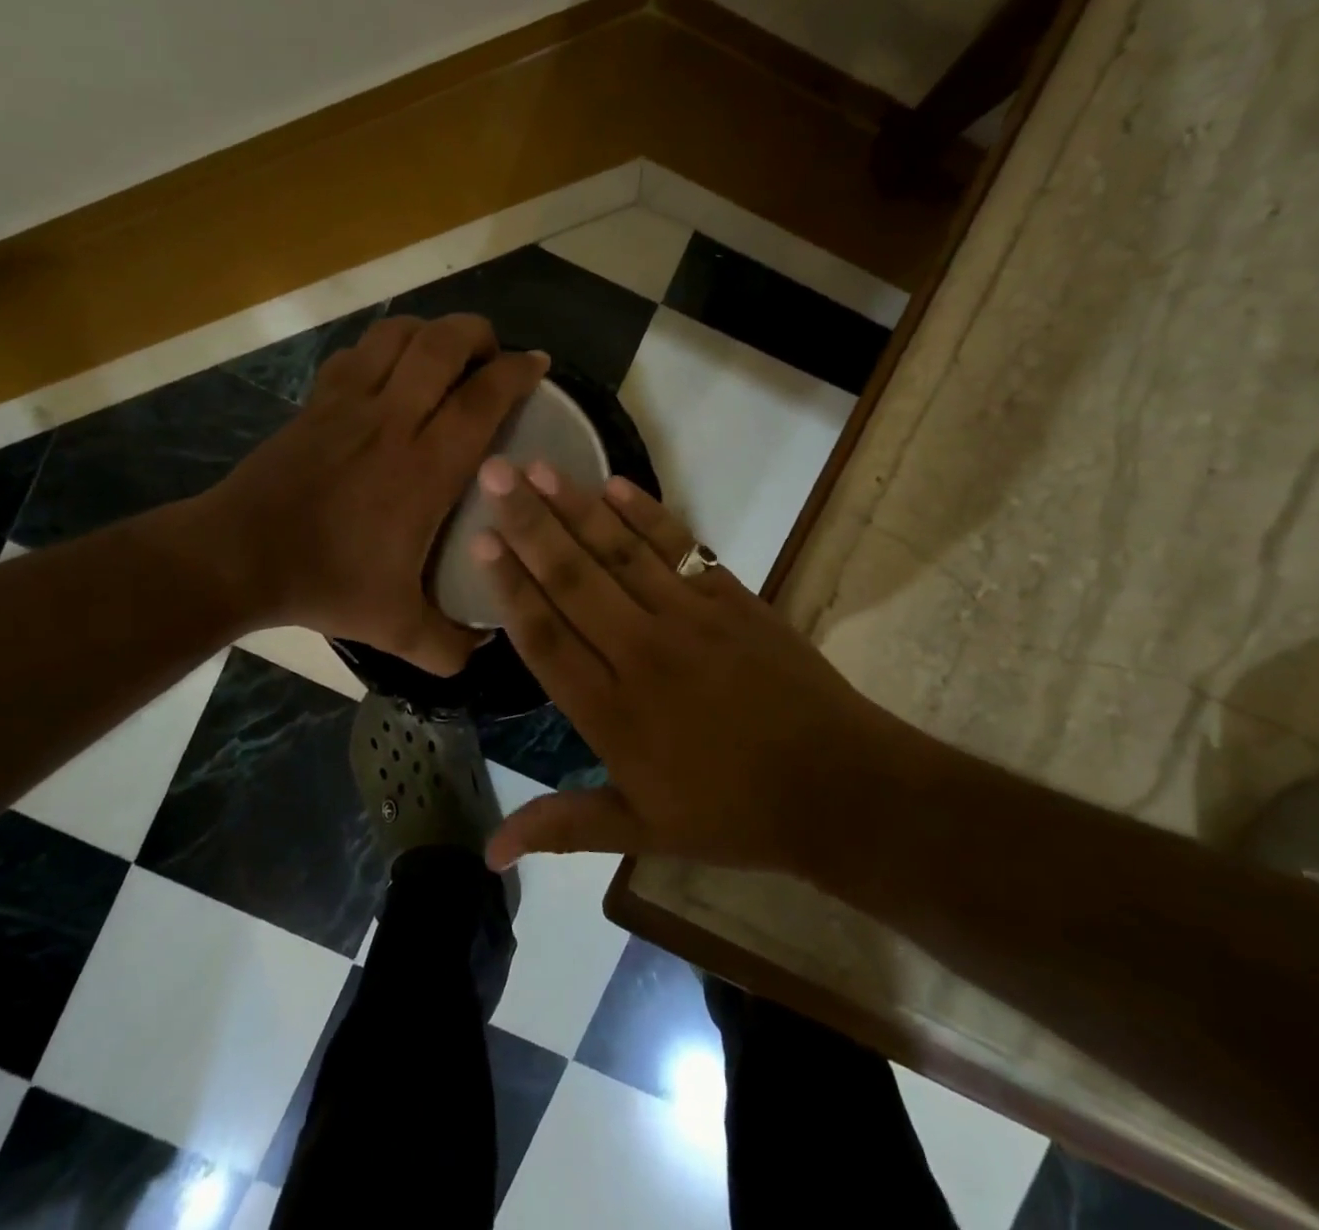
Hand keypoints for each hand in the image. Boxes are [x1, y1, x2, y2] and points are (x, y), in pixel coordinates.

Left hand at [198, 314, 547, 674]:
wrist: (239, 557)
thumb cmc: (325, 583)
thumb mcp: (398, 629)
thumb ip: (449, 646)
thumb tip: (483, 647)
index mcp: (425, 466)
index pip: (483, 397)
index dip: (518, 371)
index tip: (539, 366)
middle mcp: (393, 420)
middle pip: (443, 343)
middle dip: (479, 334)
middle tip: (494, 357)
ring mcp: (349, 403)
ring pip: (398, 334)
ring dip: (432, 331)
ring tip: (447, 354)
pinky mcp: (317, 401)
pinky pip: (358, 352)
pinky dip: (386, 346)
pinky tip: (392, 370)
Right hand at [470, 458, 888, 874]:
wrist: (838, 789)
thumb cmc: (731, 814)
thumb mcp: (640, 830)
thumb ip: (562, 825)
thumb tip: (488, 852)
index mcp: (611, 713)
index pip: (545, 637)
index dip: (509, 586)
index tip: (480, 541)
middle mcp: (641, 654)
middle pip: (573, 579)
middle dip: (529, 524)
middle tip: (493, 473)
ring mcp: (690, 620)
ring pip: (620, 554)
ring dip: (577, 507)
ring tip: (539, 466)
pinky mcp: (732, 599)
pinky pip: (680, 548)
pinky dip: (647, 515)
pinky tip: (615, 485)